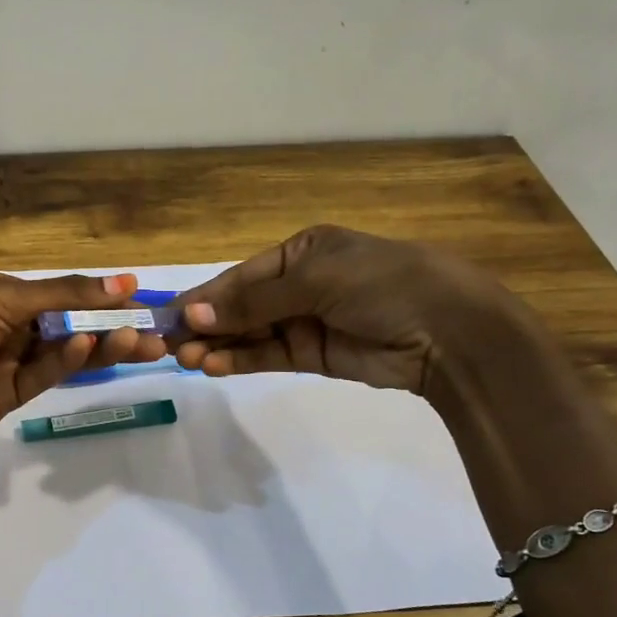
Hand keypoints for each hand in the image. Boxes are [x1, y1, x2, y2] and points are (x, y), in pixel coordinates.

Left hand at [0, 272, 167, 501]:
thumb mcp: (3, 298)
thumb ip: (65, 294)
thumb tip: (124, 280)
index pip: (60, 293)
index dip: (98, 295)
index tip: (139, 297)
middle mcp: (5, 327)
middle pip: (66, 326)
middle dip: (108, 327)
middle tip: (154, 333)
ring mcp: (5, 364)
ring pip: (61, 354)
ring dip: (96, 346)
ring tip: (136, 341)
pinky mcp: (4, 398)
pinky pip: (42, 377)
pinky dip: (64, 363)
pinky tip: (86, 349)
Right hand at [172, 225, 518, 394]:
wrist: (449, 332)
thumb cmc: (382, 284)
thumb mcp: (316, 280)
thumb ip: (253, 301)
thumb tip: (192, 315)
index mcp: (302, 251)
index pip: (242, 275)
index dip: (205, 296)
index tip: (168, 315)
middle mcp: (300, 283)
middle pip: (240, 305)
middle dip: (205, 324)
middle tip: (167, 344)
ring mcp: (306, 320)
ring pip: (250, 333)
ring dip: (218, 345)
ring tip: (185, 359)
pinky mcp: (313, 355)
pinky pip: (268, 355)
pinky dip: (241, 361)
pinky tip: (213, 366)